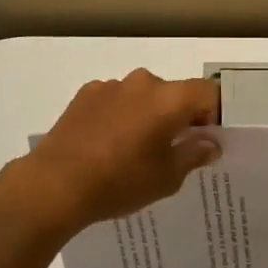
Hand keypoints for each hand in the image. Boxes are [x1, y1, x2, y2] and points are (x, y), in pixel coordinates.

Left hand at [2, 70, 220, 237]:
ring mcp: (111, 86)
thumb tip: (210, 143)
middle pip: (174, 92)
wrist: (54, 185)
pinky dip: (120, 114)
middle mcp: (143, 83)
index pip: (207, 92)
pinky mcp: (85, 94)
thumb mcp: (166, 177)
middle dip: (179, 115)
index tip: (206, 138)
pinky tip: (107, 144)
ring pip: (143, 95)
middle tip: (172, 148)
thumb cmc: (120, 182)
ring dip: (147, 114)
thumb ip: (194, 154)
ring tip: (134, 149)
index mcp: (169, 99)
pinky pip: (115, 100)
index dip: (213, 113)